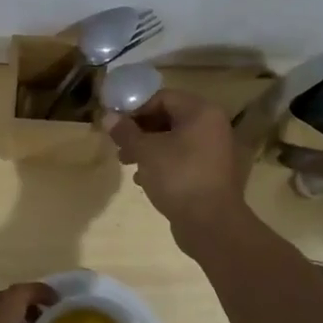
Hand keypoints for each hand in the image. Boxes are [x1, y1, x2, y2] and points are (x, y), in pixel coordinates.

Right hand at [104, 89, 247, 240]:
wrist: (211, 224)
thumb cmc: (178, 177)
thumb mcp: (146, 152)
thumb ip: (126, 132)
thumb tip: (108, 116)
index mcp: (201, 112)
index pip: (163, 98)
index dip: (136, 108)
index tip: (116, 124)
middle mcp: (212, 126)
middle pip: (168, 118)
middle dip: (140, 130)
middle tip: (119, 144)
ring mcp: (214, 150)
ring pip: (174, 140)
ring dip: (148, 148)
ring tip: (126, 162)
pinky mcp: (211, 173)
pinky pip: (182, 159)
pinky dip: (162, 163)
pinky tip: (143, 179)